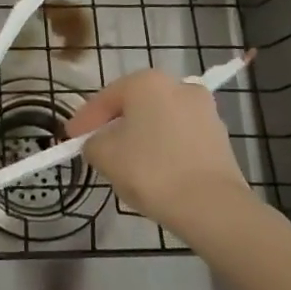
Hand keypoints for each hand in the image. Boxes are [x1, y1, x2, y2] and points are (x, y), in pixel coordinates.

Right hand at [68, 70, 256, 242]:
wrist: (212, 207)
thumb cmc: (150, 171)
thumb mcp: (104, 155)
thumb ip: (92, 142)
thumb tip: (99, 143)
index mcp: (147, 82)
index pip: (105, 99)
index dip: (84, 120)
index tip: (70, 139)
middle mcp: (178, 85)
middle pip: (135, 106)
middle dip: (115, 125)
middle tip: (98, 148)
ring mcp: (204, 110)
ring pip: (159, 121)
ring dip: (141, 137)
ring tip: (127, 163)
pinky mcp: (220, 136)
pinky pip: (180, 138)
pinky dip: (164, 149)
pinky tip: (155, 171)